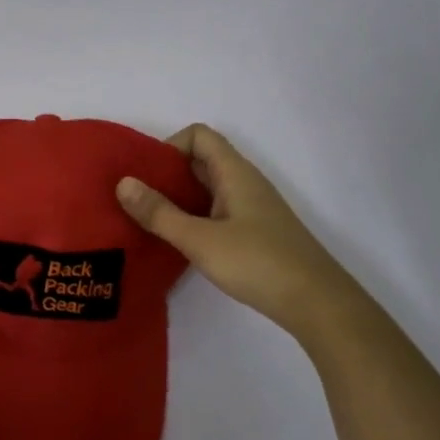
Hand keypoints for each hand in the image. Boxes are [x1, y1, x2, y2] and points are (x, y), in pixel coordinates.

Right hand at [115, 123, 356, 333]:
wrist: (317, 303)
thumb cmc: (258, 263)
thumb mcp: (200, 239)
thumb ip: (159, 212)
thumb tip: (122, 183)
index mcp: (235, 173)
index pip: (199, 136)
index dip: (169, 146)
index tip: (144, 175)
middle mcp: (244, 183)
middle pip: (200, 160)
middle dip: (165, 173)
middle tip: (134, 197)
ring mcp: (250, 209)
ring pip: (206, 188)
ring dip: (176, 197)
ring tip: (146, 219)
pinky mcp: (253, 232)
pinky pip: (215, 211)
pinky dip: (192, 217)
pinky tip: (176, 240)